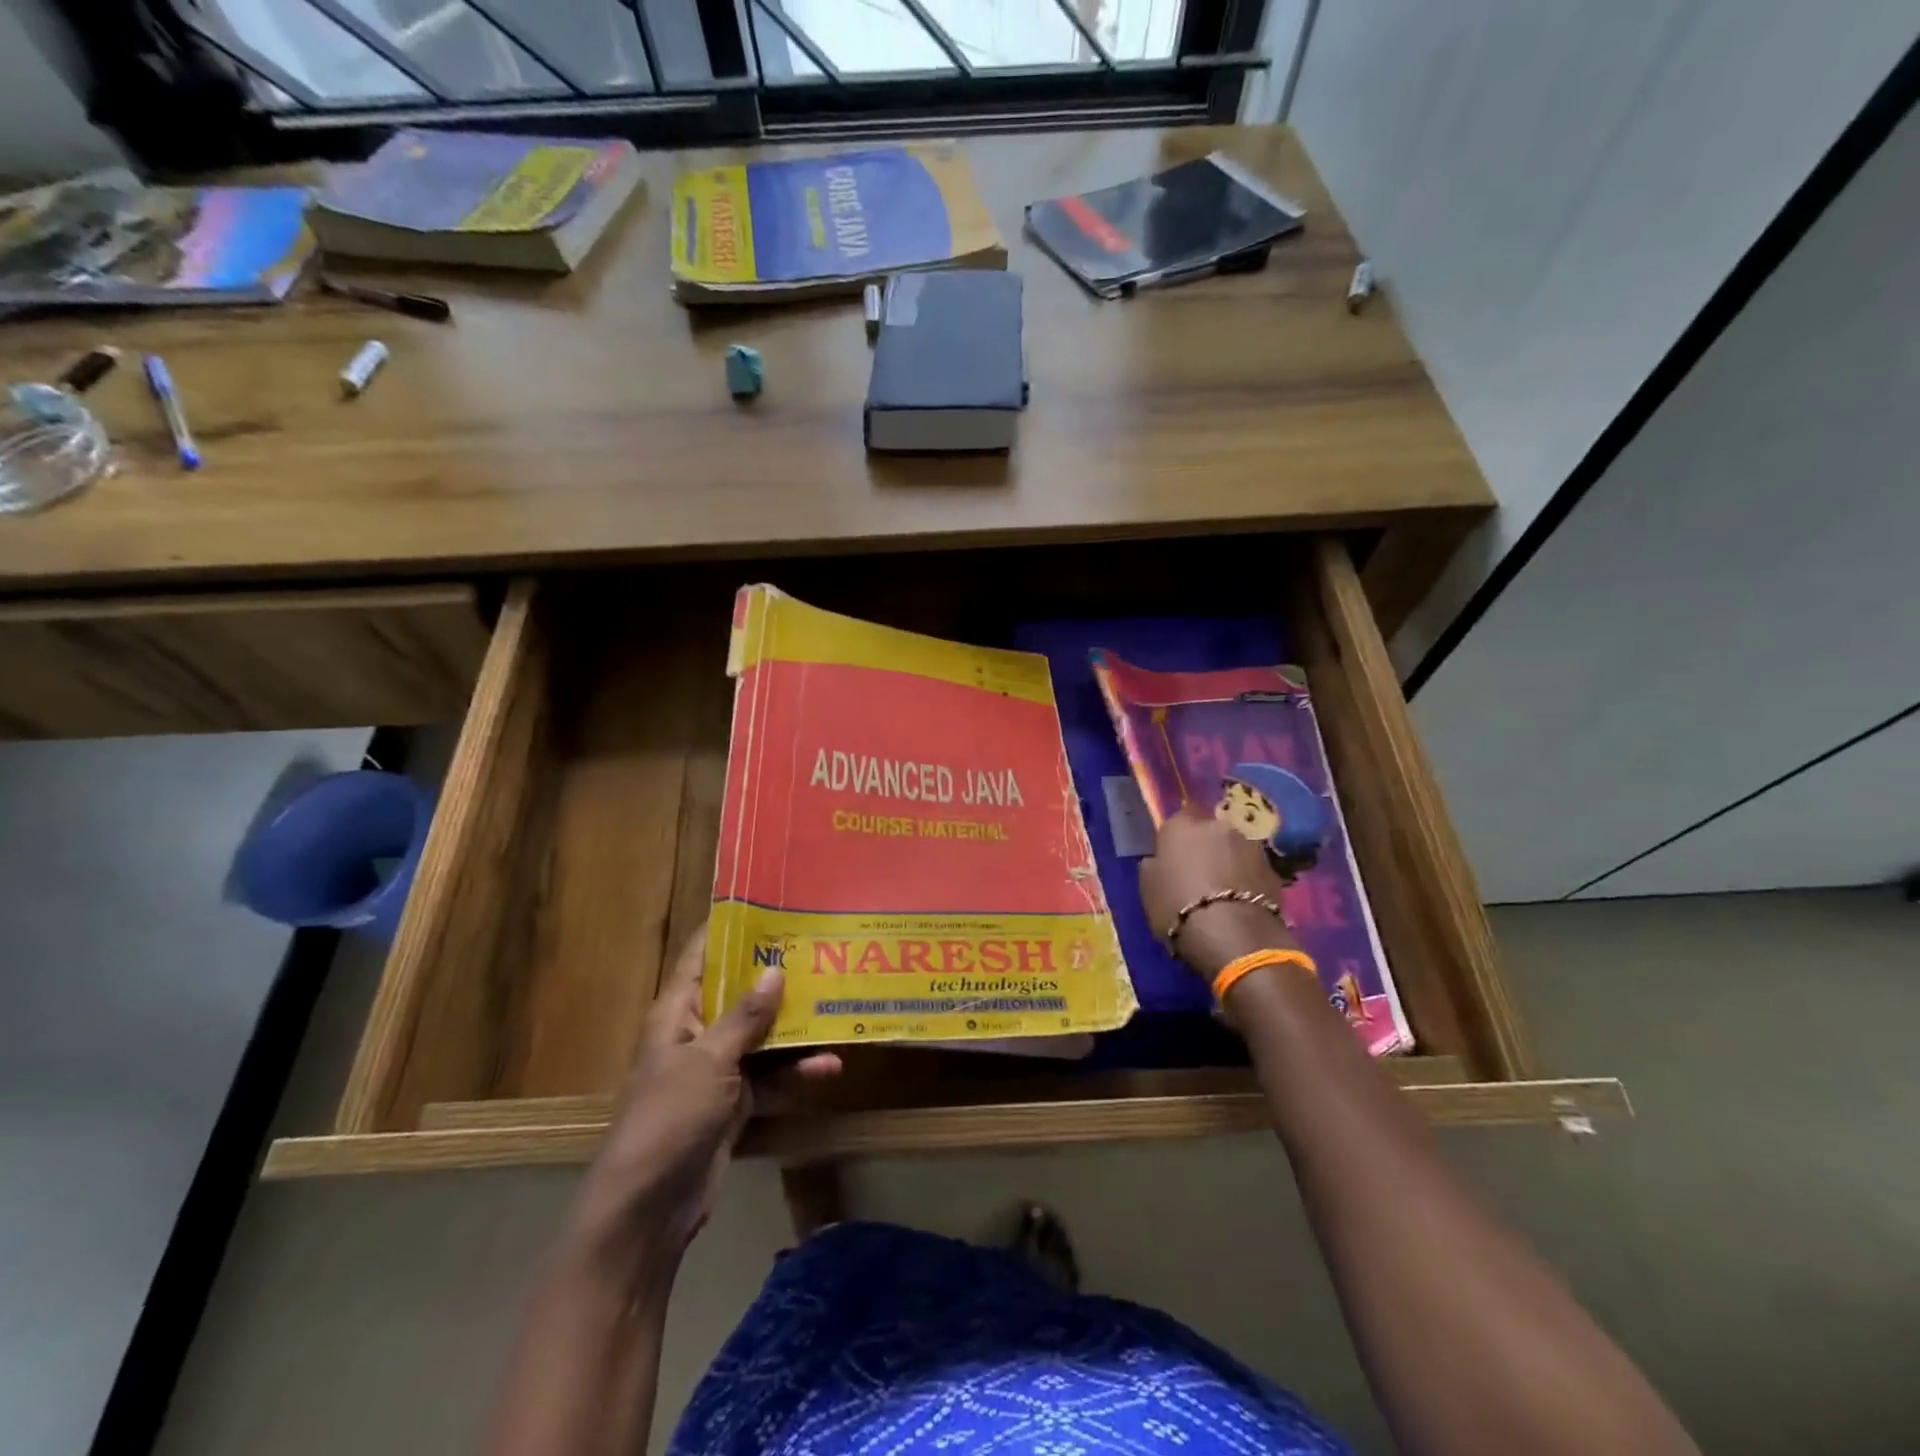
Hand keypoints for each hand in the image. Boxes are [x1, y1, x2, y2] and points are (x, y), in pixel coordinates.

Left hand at [563, 924, 839, 1288]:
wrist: (648, 1207)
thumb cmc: (669, 1116)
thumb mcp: (710, 1060)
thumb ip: (745, 1016)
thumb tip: (775, 969)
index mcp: (678, 1012)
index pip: (703, 956)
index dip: (731, 930)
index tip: (772, 906)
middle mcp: (698, 1033)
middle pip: (741, 993)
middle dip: (779, 978)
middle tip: (822, 953)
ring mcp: (718, 1070)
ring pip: (763, 1036)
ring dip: (797, 1030)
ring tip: (837, 1011)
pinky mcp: (735, 1103)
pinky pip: (772, 1076)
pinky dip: (796, 1072)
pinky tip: (829, 1067)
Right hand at [1139, 808, 1302, 981]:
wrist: (1232, 934)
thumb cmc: (1177, 906)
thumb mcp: (1147, 887)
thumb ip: (1154, 866)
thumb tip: (1159, 861)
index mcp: (1182, 825)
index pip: (1178, 819)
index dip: (1177, 837)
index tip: (1173, 856)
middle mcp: (1218, 826)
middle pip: (1210, 831)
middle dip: (1206, 847)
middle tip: (1199, 874)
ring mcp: (1250, 846)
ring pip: (1235, 849)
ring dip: (1229, 862)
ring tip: (1223, 892)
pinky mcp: (1273, 870)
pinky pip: (1252, 870)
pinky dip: (1247, 880)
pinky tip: (1241, 903)